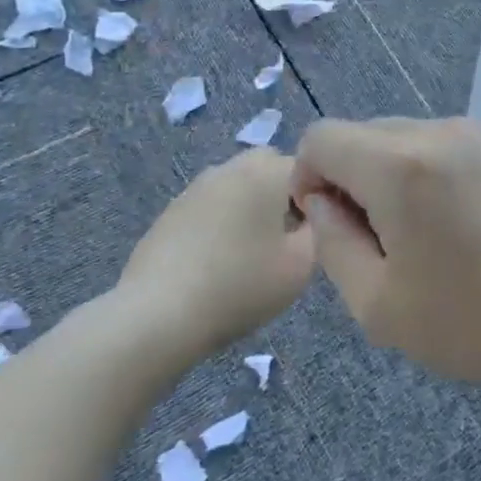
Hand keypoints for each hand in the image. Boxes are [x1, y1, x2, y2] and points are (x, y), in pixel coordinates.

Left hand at [118, 147, 314, 352]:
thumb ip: (320, 231)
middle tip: (287, 237)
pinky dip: (223, 221)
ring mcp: (196, 187)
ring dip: (252, 205)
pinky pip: (212, 205)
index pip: (309, 167)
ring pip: (238, 184)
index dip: (319, 196)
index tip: (315, 231)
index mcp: (266, 172)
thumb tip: (315, 216)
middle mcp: (230, 168)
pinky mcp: (172, 210)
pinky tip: (219, 259)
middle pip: (270, 167)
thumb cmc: (240, 286)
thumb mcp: (302, 265)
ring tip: (251, 251)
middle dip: (284, 193)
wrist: (160, 313)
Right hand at [289, 117, 480, 399]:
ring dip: (397, 177)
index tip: (334, 226)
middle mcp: (441, 131)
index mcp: (400, 165)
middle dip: (354, 179)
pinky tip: (469, 226)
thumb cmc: (474, 323)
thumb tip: (323, 201)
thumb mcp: (377, 303)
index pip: (322, 138)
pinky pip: (451, 147)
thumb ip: (332, 242)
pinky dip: (437, 175)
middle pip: (365, 134)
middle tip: (383, 242)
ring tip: (430, 237)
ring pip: (409, 138)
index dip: (309, 179)